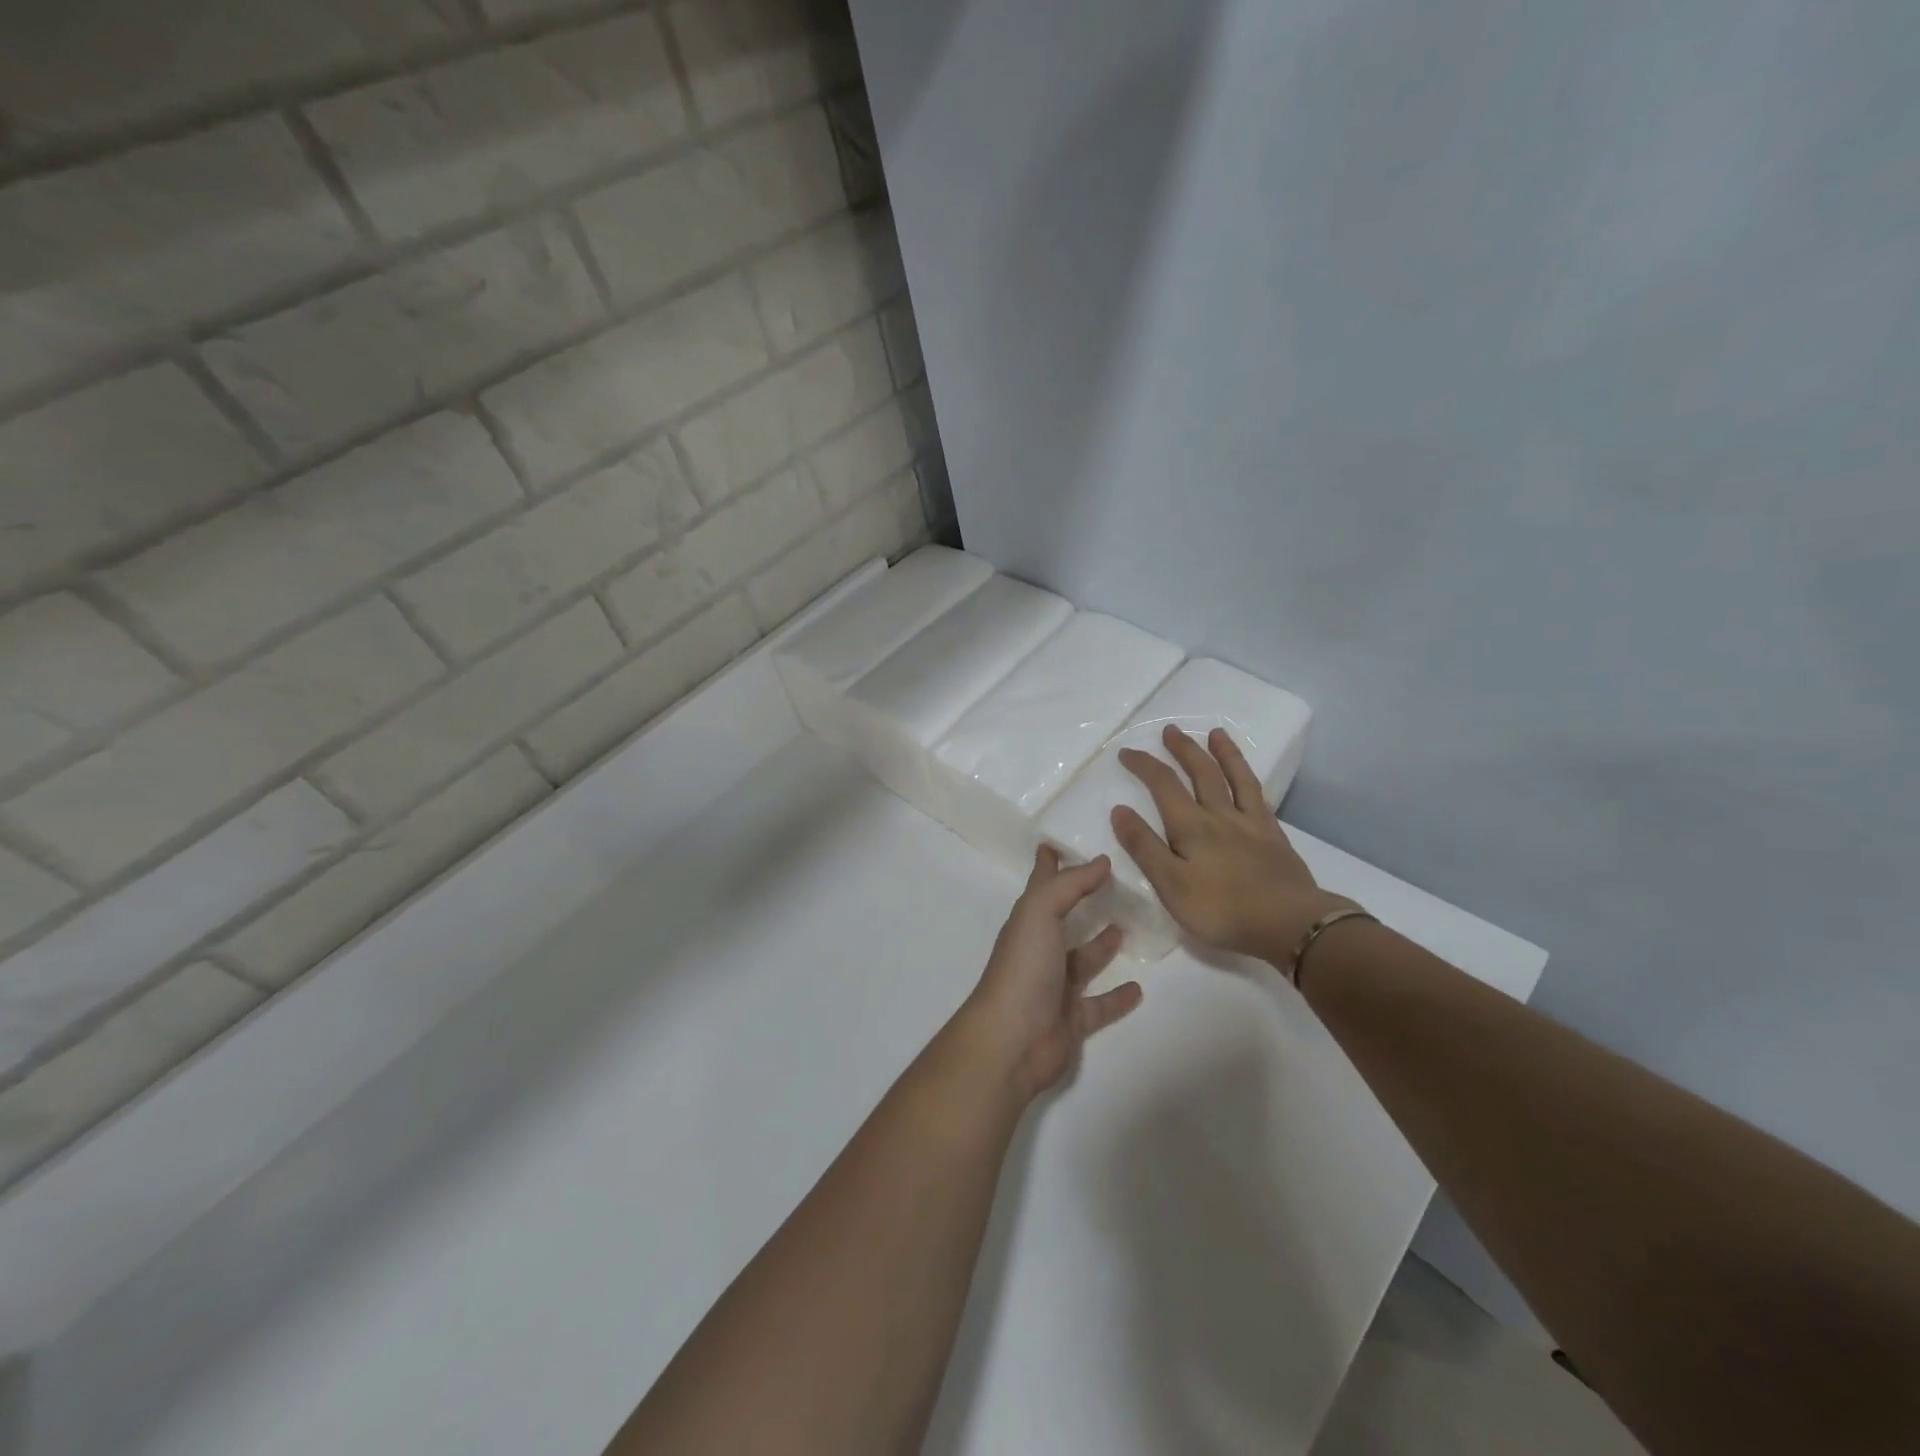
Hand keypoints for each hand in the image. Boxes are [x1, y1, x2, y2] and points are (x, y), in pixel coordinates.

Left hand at [960, 848, 1143, 1100]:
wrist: (1012, 1040)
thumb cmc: (1023, 968)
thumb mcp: (1040, 912)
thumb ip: (1070, 884)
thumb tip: (1101, 860)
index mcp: (1028, 922)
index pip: (1042, 884)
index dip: (1048, 862)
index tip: (1059, 841)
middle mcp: (1040, 949)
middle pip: (1063, 918)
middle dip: (1081, 901)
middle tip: (1114, 884)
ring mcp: (1056, 986)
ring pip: (1083, 959)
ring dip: (1102, 945)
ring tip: (1127, 927)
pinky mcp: (1073, 1019)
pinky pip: (1100, 1004)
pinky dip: (1117, 996)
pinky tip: (1138, 988)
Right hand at [1111, 725, 1356, 964]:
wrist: (1289, 924)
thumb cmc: (1221, 910)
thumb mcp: (1170, 885)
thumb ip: (1144, 847)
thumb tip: (1119, 809)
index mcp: (1191, 827)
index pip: (1163, 785)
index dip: (1144, 765)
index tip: (1126, 752)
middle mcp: (1220, 815)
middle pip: (1200, 773)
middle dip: (1183, 749)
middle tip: (1171, 730)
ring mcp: (1250, 824)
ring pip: (1235, 778)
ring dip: (1222, 753)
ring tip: (1215, 733)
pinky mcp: (1274, 836)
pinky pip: (1259, 797)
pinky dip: (1249, 780)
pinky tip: (1246, 776)